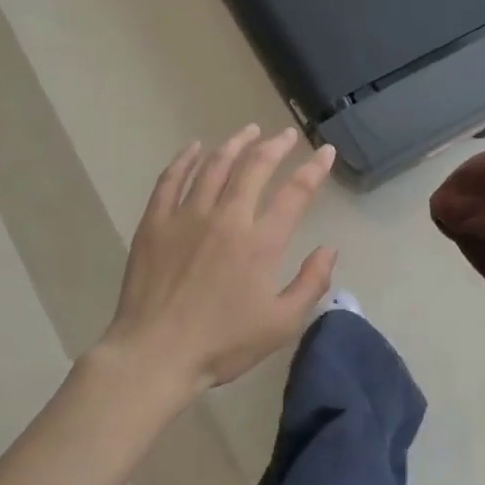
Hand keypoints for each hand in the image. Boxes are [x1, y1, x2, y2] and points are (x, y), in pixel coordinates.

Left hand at [100, 125, 338, 394]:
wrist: (155, 354)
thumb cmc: (223, 343)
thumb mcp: (281, 324)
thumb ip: (311, 283)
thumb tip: (329, 249)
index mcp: (261, 242)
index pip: (295, 193)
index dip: (314, 169)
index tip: (326, 151)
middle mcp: (227, 218)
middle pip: (254, 168)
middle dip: (275, 146)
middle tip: (286, 135)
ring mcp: (187, 216)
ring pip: (214, 166)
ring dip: (234, 144)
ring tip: (248, 131)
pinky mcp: (155, 223)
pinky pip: (171, 179)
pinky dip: (185, 159)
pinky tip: (194, 148)